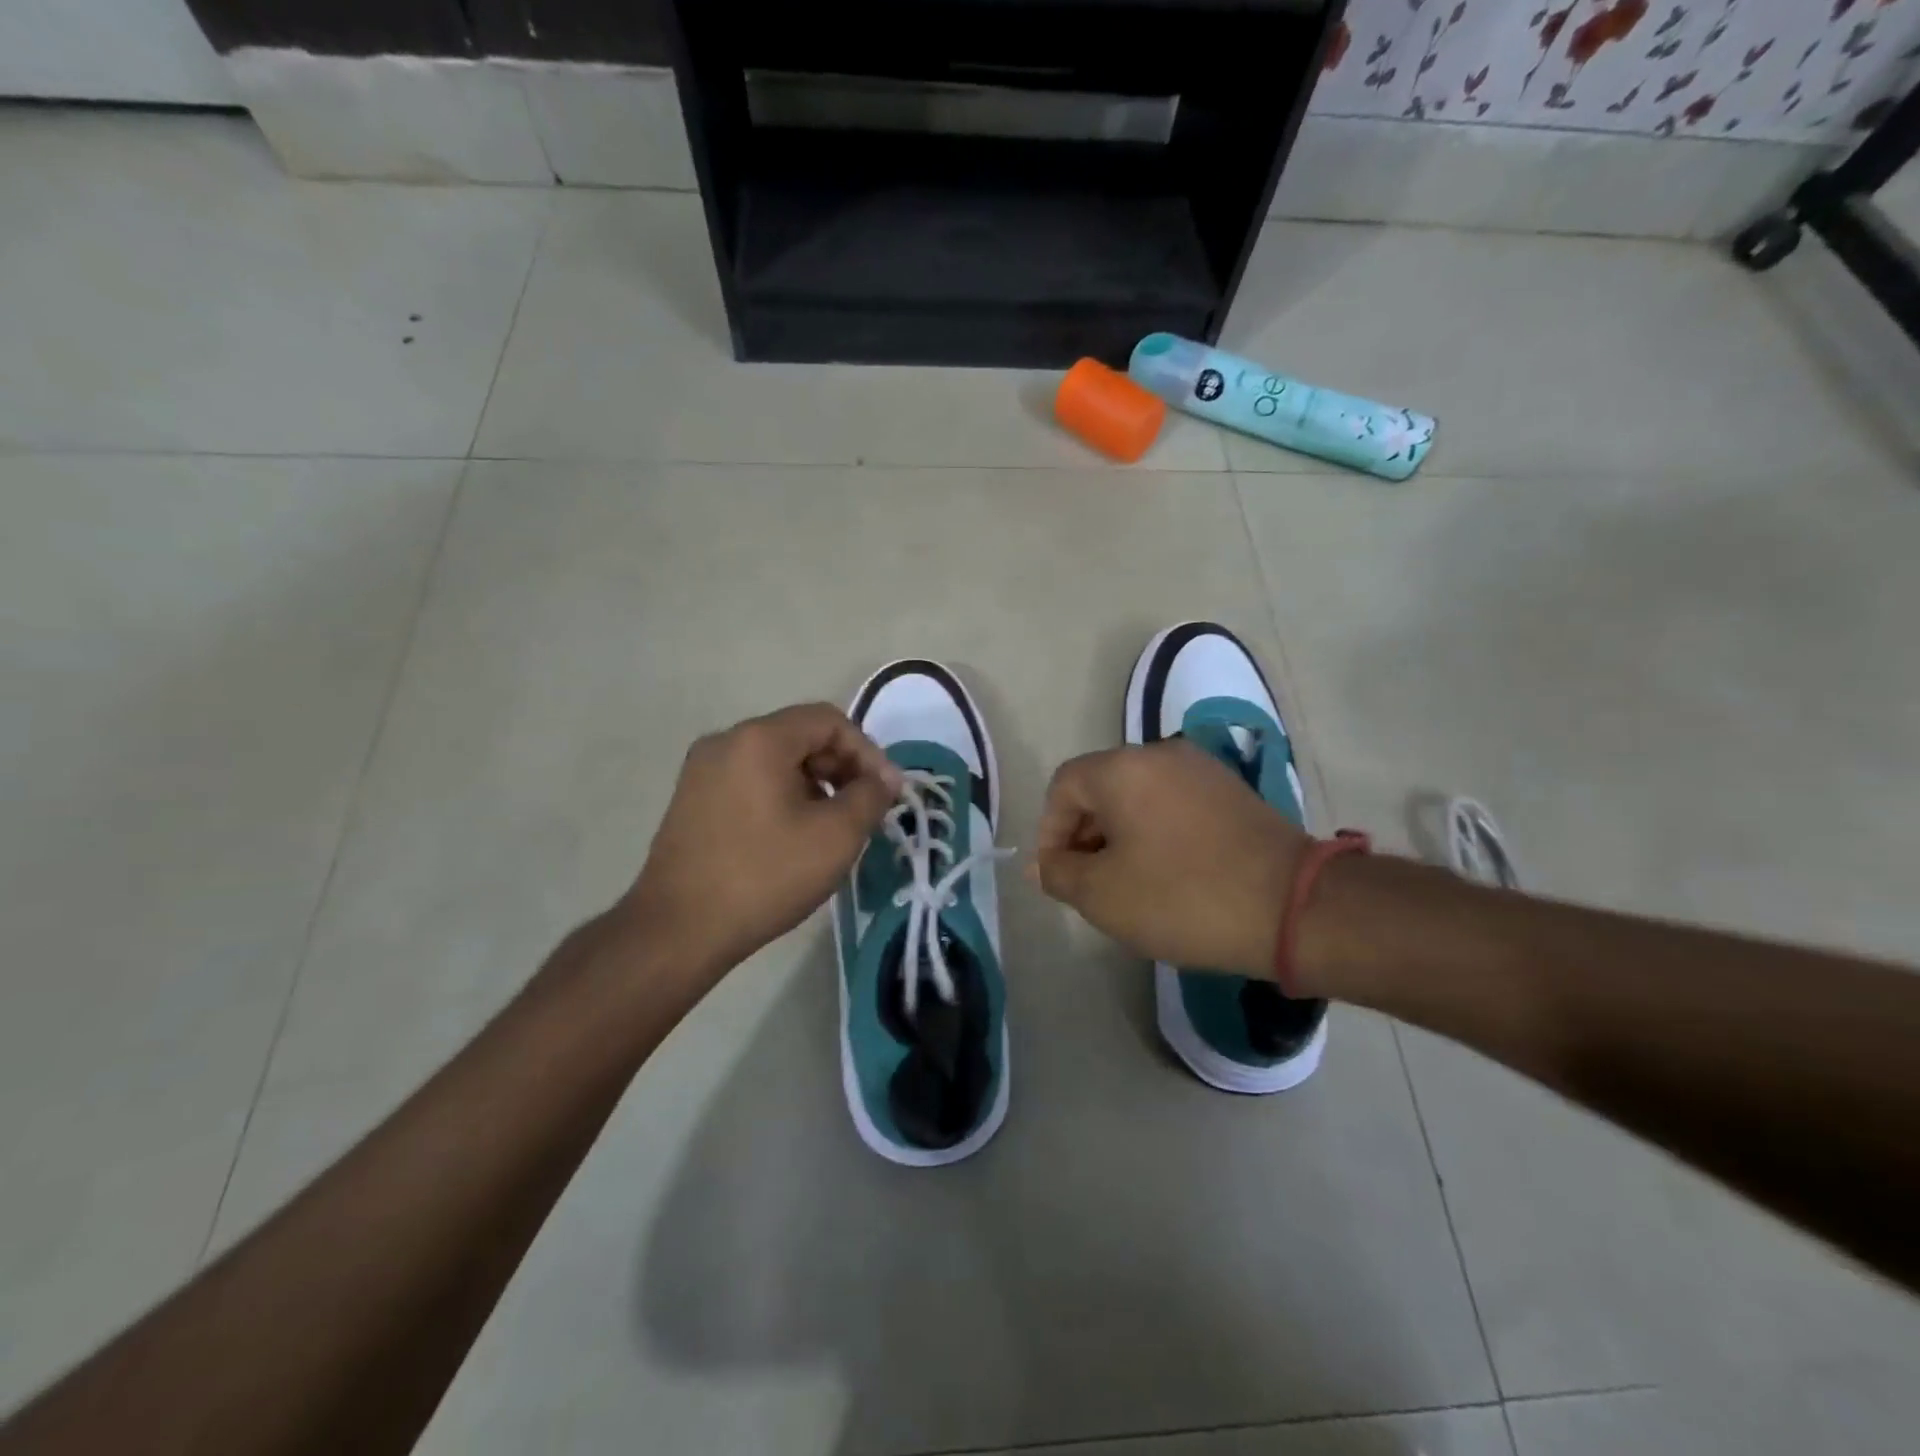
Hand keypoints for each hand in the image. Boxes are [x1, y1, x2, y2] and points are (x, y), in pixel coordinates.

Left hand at [621, 703, 901, 984]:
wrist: (678, 930)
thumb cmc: (765, 876)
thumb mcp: (836, 836)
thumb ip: (870, 797)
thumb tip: (884, 779)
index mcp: (759, 739)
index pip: (829, 721)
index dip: (868, 752)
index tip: (886, 793)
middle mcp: (725, 742)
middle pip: (801, 736)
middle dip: (842, 768)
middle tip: (865, 809)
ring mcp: (702, 771)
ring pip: (776, 760)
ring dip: (815, 784)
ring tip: (832, 827)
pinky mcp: (692, 799)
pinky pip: (751, 781)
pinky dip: (783, 796)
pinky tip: (794, 836)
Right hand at [1033, 739, 1308, 978]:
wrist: (1293, 907)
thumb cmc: (1182, 897)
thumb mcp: (1103, 895)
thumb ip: (1059, 873)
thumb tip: (1043, 863)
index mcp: (1123, 767)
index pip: (1063, 786)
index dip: (1051, 831)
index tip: (1060, 876)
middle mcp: (1161, 753)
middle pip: (1101, 787)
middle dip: (1086, 835)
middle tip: (1091, 883)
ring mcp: (1203, 769)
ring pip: (1139, 797)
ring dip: (1121, 836)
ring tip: (1129, 884)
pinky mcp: (1232, 792)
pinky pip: (1174, 805)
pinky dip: (1157, 832)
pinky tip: (1169, 874)